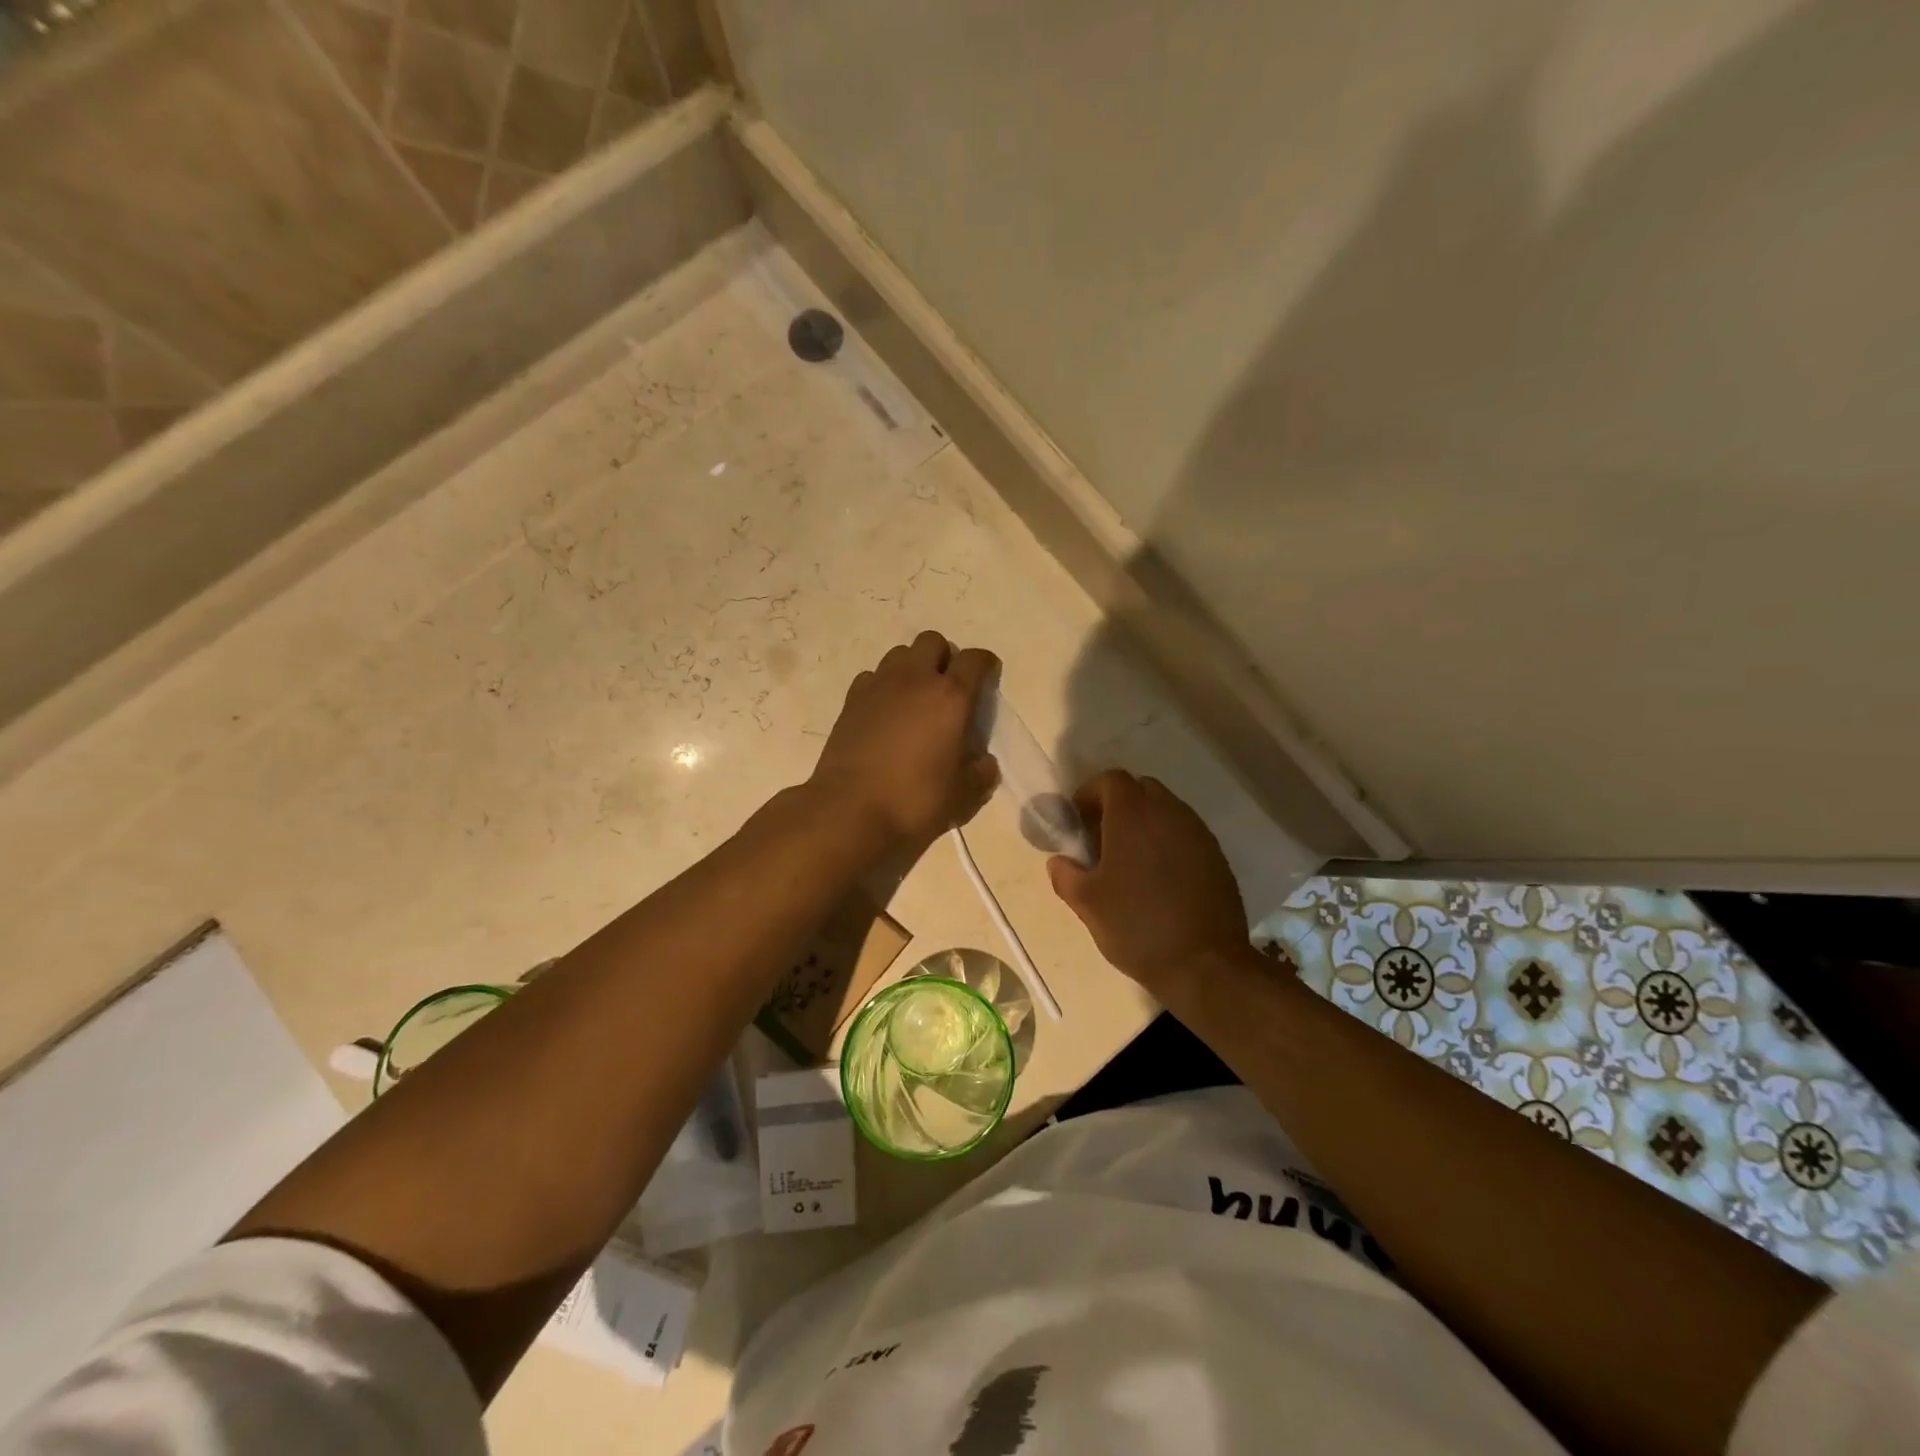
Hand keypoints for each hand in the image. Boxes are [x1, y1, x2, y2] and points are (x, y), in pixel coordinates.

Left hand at [809, 631, 1000, 845]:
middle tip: (947, 688)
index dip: (985, 664)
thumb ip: (981, 773)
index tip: (988, 677)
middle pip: (933, 641)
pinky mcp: (851, 699)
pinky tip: (884, 711)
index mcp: (951, 697)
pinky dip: (883, 685)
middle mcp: (915, 679)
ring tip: (914, 697)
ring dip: (912, 667)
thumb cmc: (915, 800)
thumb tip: (984, 762)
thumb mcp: (963, 795)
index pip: (974, 660)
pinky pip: (872, 676)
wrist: (851, 808)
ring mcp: (879, 685)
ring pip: (900, 653)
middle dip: (944, 657)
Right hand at [1048, 770, 1247, 993]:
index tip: (1079, 821)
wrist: (1205, 964)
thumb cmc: (1137, 927)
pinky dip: (1168, 842)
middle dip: (1119, 805)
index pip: (1111, 780)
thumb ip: (1065, 874)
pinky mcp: (1217, 856)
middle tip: (1103, 838)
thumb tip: (1060, 861)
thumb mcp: (1087, 904)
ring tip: (1131, 860)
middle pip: (1141, 789)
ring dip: (1146, 824)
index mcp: (1133, 815)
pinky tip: (1159, 878)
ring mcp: (1198, 833)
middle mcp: (1169, 813)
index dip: (1091, 794)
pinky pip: (1185, 834)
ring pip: (1166, 810)